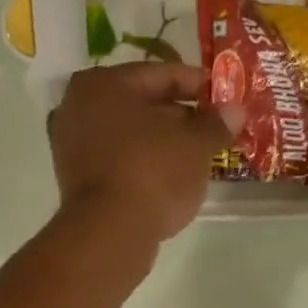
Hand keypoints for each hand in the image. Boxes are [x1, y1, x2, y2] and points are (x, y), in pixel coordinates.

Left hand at [50, 63, 229, 242]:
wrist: (110, 233)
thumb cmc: (153, 173)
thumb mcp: (196, 145)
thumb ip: (216, 123)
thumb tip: (236, 110)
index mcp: (104, 84)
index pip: (162, 75)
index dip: (198, 84)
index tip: (225, 96)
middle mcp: (79, 105)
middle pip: (143, 103)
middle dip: (181, 115)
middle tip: (214, 128)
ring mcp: (72, 143)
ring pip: (130, 133)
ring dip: (163, 140)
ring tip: (198, 154)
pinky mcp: (76, 177)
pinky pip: (119, 158)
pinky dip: (144, 161)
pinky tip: (171, 175)